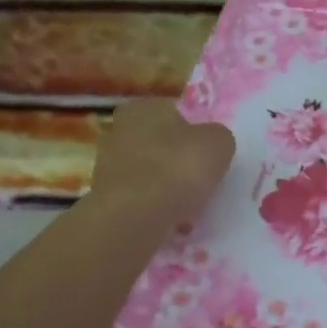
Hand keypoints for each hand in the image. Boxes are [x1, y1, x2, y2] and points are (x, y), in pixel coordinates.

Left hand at [91, 100, 235, 226]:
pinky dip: (156, 208)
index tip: (208, 153)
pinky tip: (172, 220)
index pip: (173, 112)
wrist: (136, 217)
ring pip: (149, 173)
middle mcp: (119, 131)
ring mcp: (108, 167)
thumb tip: (212, 143)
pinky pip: (141, 200)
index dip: (194, 131)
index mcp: (142, 107)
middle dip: (177, 159)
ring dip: (167, 186)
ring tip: (190, 205)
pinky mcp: (108, 200)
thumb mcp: (218, 143)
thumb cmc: (178, 168)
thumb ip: (218, 137)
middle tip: (201, 179)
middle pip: (159, 143)